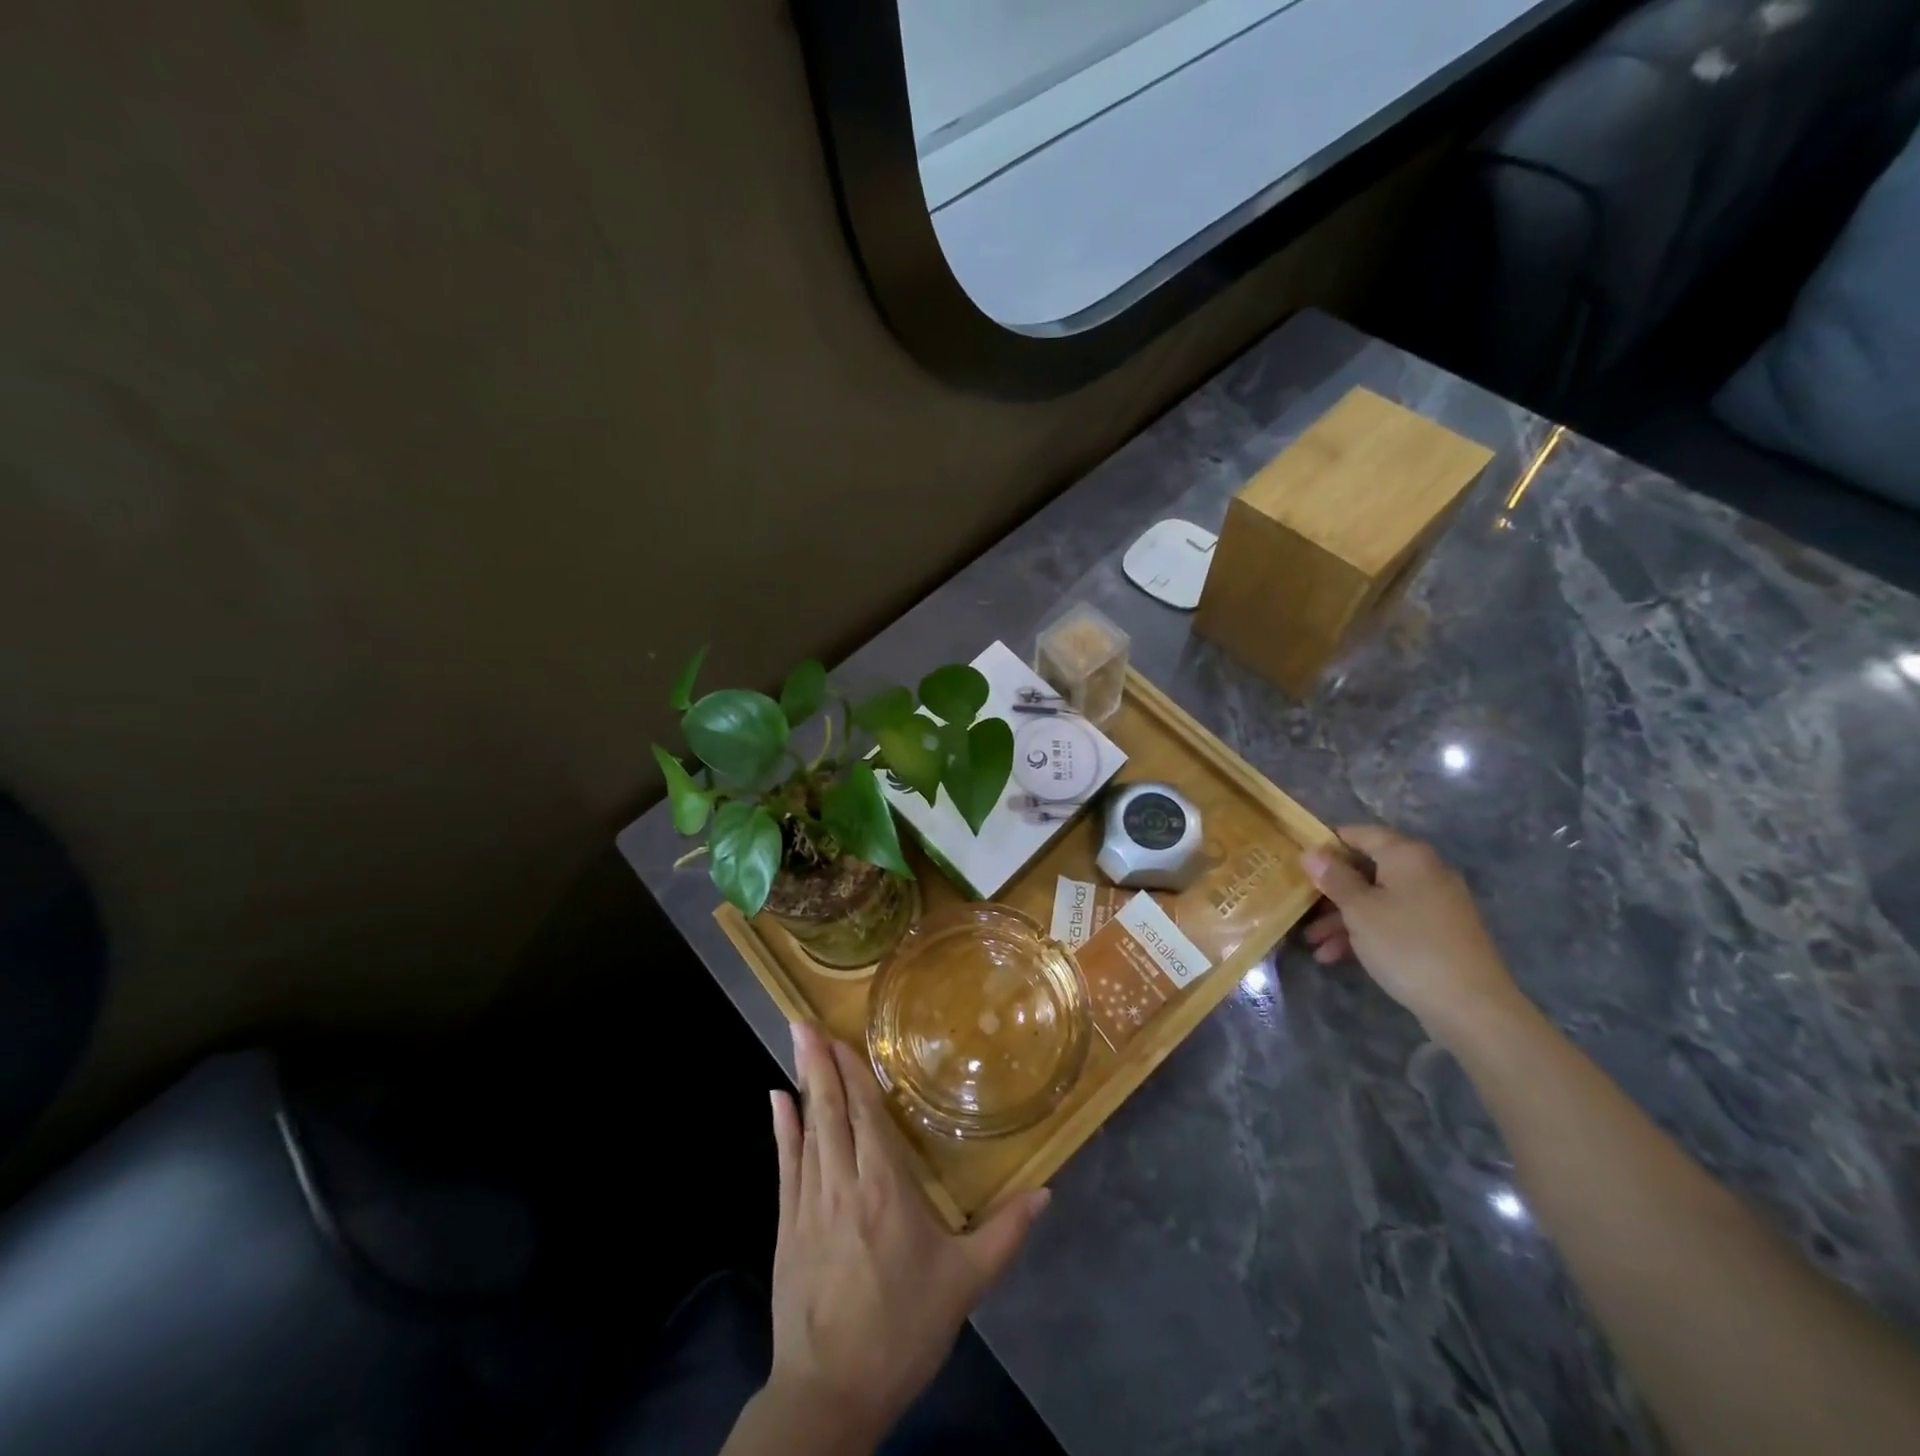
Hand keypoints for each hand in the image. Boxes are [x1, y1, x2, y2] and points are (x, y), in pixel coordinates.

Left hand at [761, 1022, 1049, 1449]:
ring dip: (801, 1083)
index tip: (840, 1036)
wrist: (831, 1393)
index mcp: (885, 1188)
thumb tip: (1046, 1191)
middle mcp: (843, 1184)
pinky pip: (784, 1165)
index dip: (853, 1073)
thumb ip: (1005, 1232)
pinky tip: (775, 1100)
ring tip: (795, 1042)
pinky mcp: (785, 1227)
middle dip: (818, 1063)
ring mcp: (807, 1204)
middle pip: (830, 1111)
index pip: (866, 1116)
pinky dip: (780, 1129)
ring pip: (806, 1130)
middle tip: (804, 1021)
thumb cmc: (903, 1329)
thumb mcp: (965, 1283)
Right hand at [1299, 825, 1525, 1047]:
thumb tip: (1311, 852)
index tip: (1300, 862)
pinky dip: (1367, 932)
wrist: (1471, 1005)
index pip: (1361, 833)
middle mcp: (1425, 871)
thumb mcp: (1359, 909)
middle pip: (1368, 869)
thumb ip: (1334, 878)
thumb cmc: (1406, 945)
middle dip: (1332, 890)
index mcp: (1407, 856)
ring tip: (1314, 943)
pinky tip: (1337, 956)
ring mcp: (1436, 903)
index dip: (1328, 844)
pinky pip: (1394, 921)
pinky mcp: (1439, 932)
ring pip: (1378, 899)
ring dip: (1343, 918)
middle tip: (1301, 907)